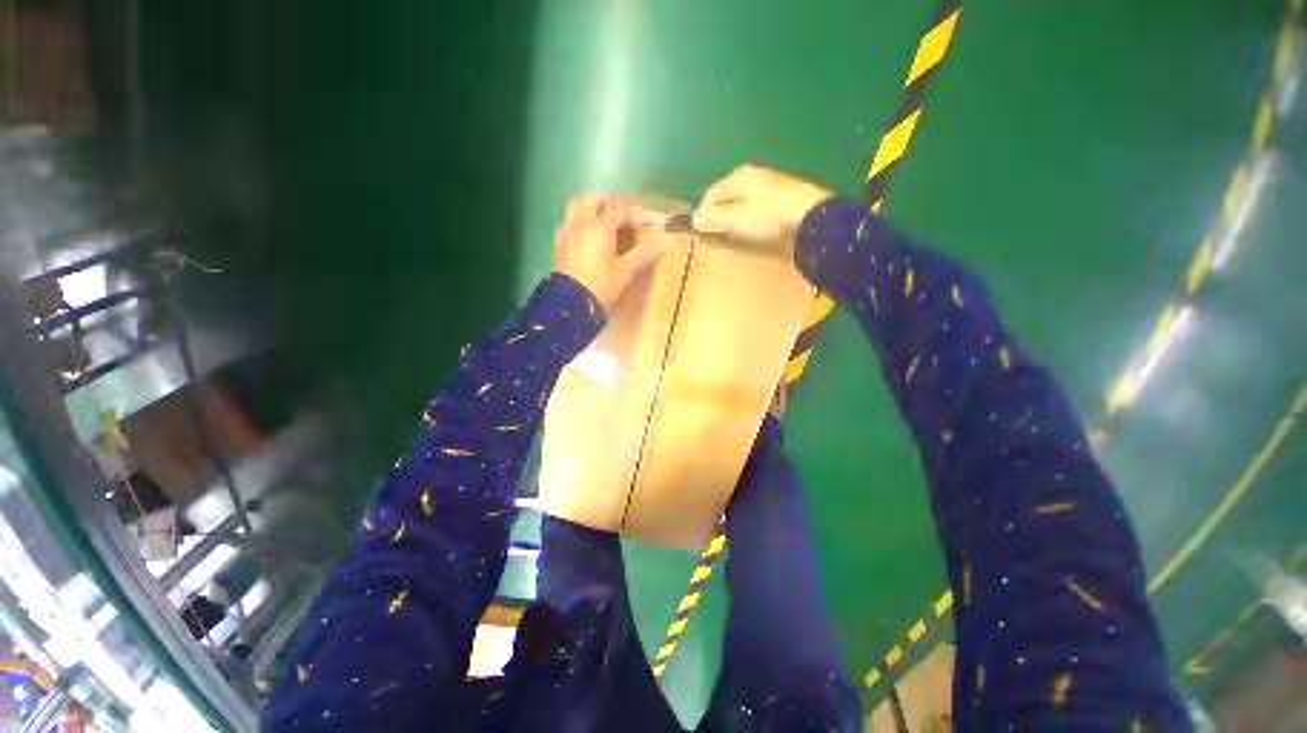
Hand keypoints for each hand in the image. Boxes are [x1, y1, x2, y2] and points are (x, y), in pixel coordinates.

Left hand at [554, 196, 662, 310]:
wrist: (571, 304)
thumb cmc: (601, 285)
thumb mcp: (625, 271)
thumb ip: (642, 255)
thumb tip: (660, 245)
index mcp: (599, 227)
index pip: (617, 210)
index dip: (631, 213)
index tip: (642, 221)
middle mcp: (580, 224)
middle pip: (590, 201)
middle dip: (604, 203)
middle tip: (618, 214)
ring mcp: (567, 234)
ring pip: (575, 211)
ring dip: (589, 211)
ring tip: (602, 224)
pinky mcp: (559, 247)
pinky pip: (568, 226)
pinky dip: (579, 225)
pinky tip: (587, 239)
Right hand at [693, 165, 831, 241]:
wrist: (810, 215)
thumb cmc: (767, 217)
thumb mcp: (736, 220)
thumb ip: (714, 219)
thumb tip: (695, 219)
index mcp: (737, 177)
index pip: (711, 193)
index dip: (703, 211)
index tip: (699, 228)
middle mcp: (752, 174)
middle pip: (727, 193)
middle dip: (719, 211)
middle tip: (715, 230)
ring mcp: (770, 181)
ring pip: (742, 197)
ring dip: (734, 212)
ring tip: (732, 229)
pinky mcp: (783, 192)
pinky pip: (756, 201)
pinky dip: (749, 212)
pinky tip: (753, 224)